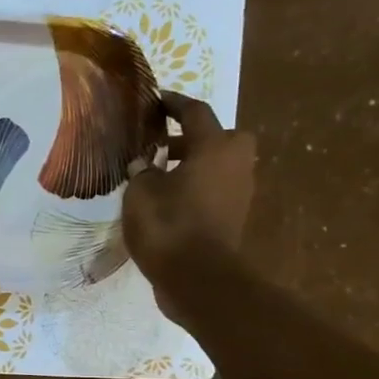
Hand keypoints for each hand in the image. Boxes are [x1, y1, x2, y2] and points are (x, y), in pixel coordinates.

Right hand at [122, 91, 255, 322]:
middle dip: (194, 137)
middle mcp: (234, 163)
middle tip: (163, 144)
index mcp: (214, 147)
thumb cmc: (168, 225)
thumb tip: (143, 164)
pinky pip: (213, 189)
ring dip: (193, 164)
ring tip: (158, 174)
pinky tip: (167, 200)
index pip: (195, 113)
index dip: (173, 104)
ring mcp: (238, 192)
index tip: (156, 100)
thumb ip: (142, 171)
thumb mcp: (141, 192)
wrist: (197, 278)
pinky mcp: (232, 217)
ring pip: (217, 165)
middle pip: (219, 137)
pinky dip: (194, 187)